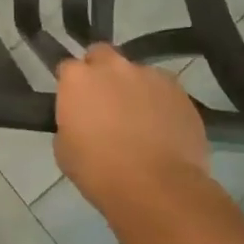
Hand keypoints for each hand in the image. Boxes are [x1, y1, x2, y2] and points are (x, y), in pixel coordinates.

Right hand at [55, 45, 210, 217]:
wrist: (156, 189)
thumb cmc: (99, 172)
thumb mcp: (64, 149)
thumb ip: (70, 122)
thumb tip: (82, 119)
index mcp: (78, 78)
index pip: (68, 68)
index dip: (71, 86)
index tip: (75, 104)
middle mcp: (112, 66)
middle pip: (102, 55)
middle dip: (101, 71)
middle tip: (105, 101)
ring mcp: (148, 75)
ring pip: (136, 73)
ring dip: (133, 88)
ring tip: (140, 119)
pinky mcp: (179, 90)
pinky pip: (163, 89)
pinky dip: (160, 102)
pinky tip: (162, 127)